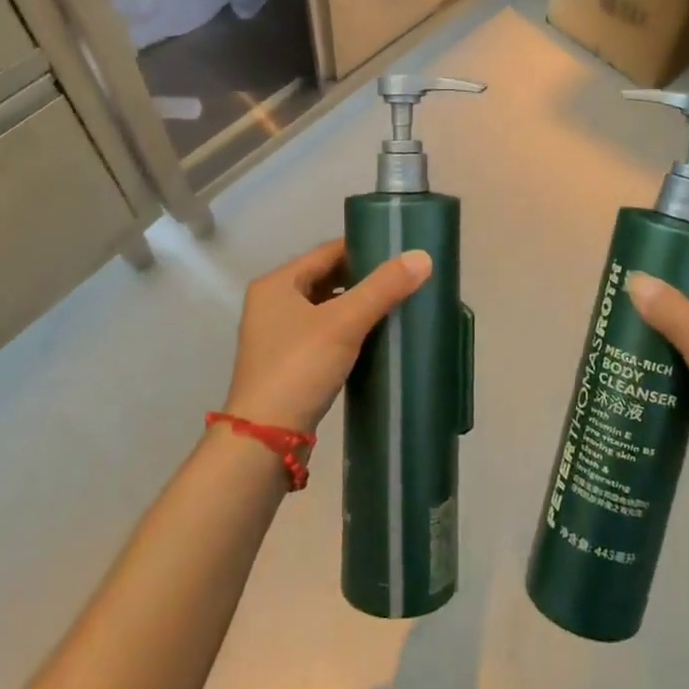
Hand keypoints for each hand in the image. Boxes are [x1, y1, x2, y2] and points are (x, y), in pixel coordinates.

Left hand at [223, 239, 431, 436]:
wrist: (265, 440)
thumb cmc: (300, 368)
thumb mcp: (344, 323)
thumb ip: (383, 288)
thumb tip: (423, 256)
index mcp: (277, 283)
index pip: (327, 251)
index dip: (364, 248)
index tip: (400, 252)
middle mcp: (271, 302)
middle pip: (325, 277)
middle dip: (363, 278)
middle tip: (402, 279)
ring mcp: (276, 335)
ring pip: (324, 307)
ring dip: (355, 305)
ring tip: (394, 305)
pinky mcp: (286, 363)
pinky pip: (322, 333)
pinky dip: (346, 330)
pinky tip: (373, 337)